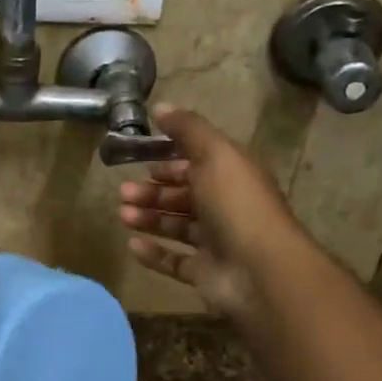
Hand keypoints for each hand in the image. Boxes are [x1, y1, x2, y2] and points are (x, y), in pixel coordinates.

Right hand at [117, 106, 304, 318]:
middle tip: (123, 192)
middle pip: (184, 196)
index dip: (171, 163)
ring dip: (149, 218)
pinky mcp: (205, 273)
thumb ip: (188, 130)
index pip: (199, 165)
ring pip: (177, 227)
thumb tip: (161, 107)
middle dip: (153, 192)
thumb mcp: (215, 154)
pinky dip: (154, 254)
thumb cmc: (236, 204)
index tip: (142, 161)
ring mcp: (216, 243)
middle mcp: (226, 208)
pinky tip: (132, 245)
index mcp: (233, 177)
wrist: (259, 270)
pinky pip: (174, 262)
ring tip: (122, 215)